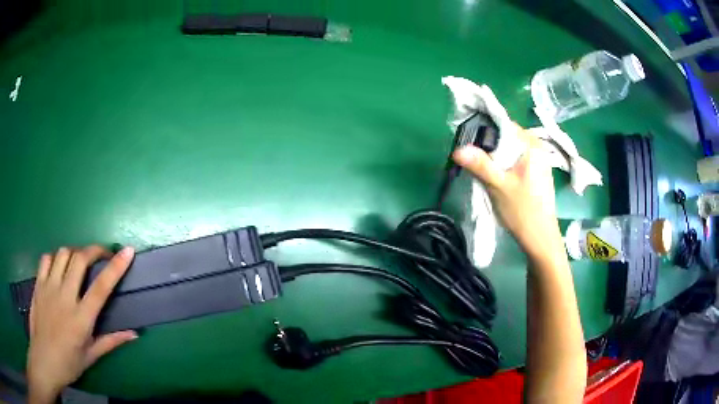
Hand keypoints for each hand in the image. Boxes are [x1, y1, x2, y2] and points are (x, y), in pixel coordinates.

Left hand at [27, 246, 136, 403]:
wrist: (44, 359)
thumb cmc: (69, 363)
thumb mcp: (91, 356)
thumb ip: (111, 341)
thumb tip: (134, 334)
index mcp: (81, 319)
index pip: (101, 288)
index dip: (116, 267)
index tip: (127, 251)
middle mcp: (65, 297)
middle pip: (79, 259)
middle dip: (94, 250)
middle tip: (102, 254)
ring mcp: (49, 287)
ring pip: (63, 254)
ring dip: (74, 253)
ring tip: (79, 262)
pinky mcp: (38, 284)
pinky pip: (46, 259)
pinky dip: (55, 258)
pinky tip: (58, 267)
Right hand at [453, 124, 562, 260]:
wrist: (541, 239)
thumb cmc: (523, 212)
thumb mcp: (498, 187)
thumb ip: (480, 165)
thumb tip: (457, 149)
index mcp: (532, 146)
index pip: (504, 125)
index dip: (484, 130)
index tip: (468, 142)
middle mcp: (538, 148)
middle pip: (507, 136)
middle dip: (489, 145)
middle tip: (472, 158)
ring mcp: (539, 160)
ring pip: (511, 149)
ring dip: (496, 156)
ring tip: (482, 168)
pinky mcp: (537, 172)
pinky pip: (517, 159)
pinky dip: (505, 163)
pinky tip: (497, 176)